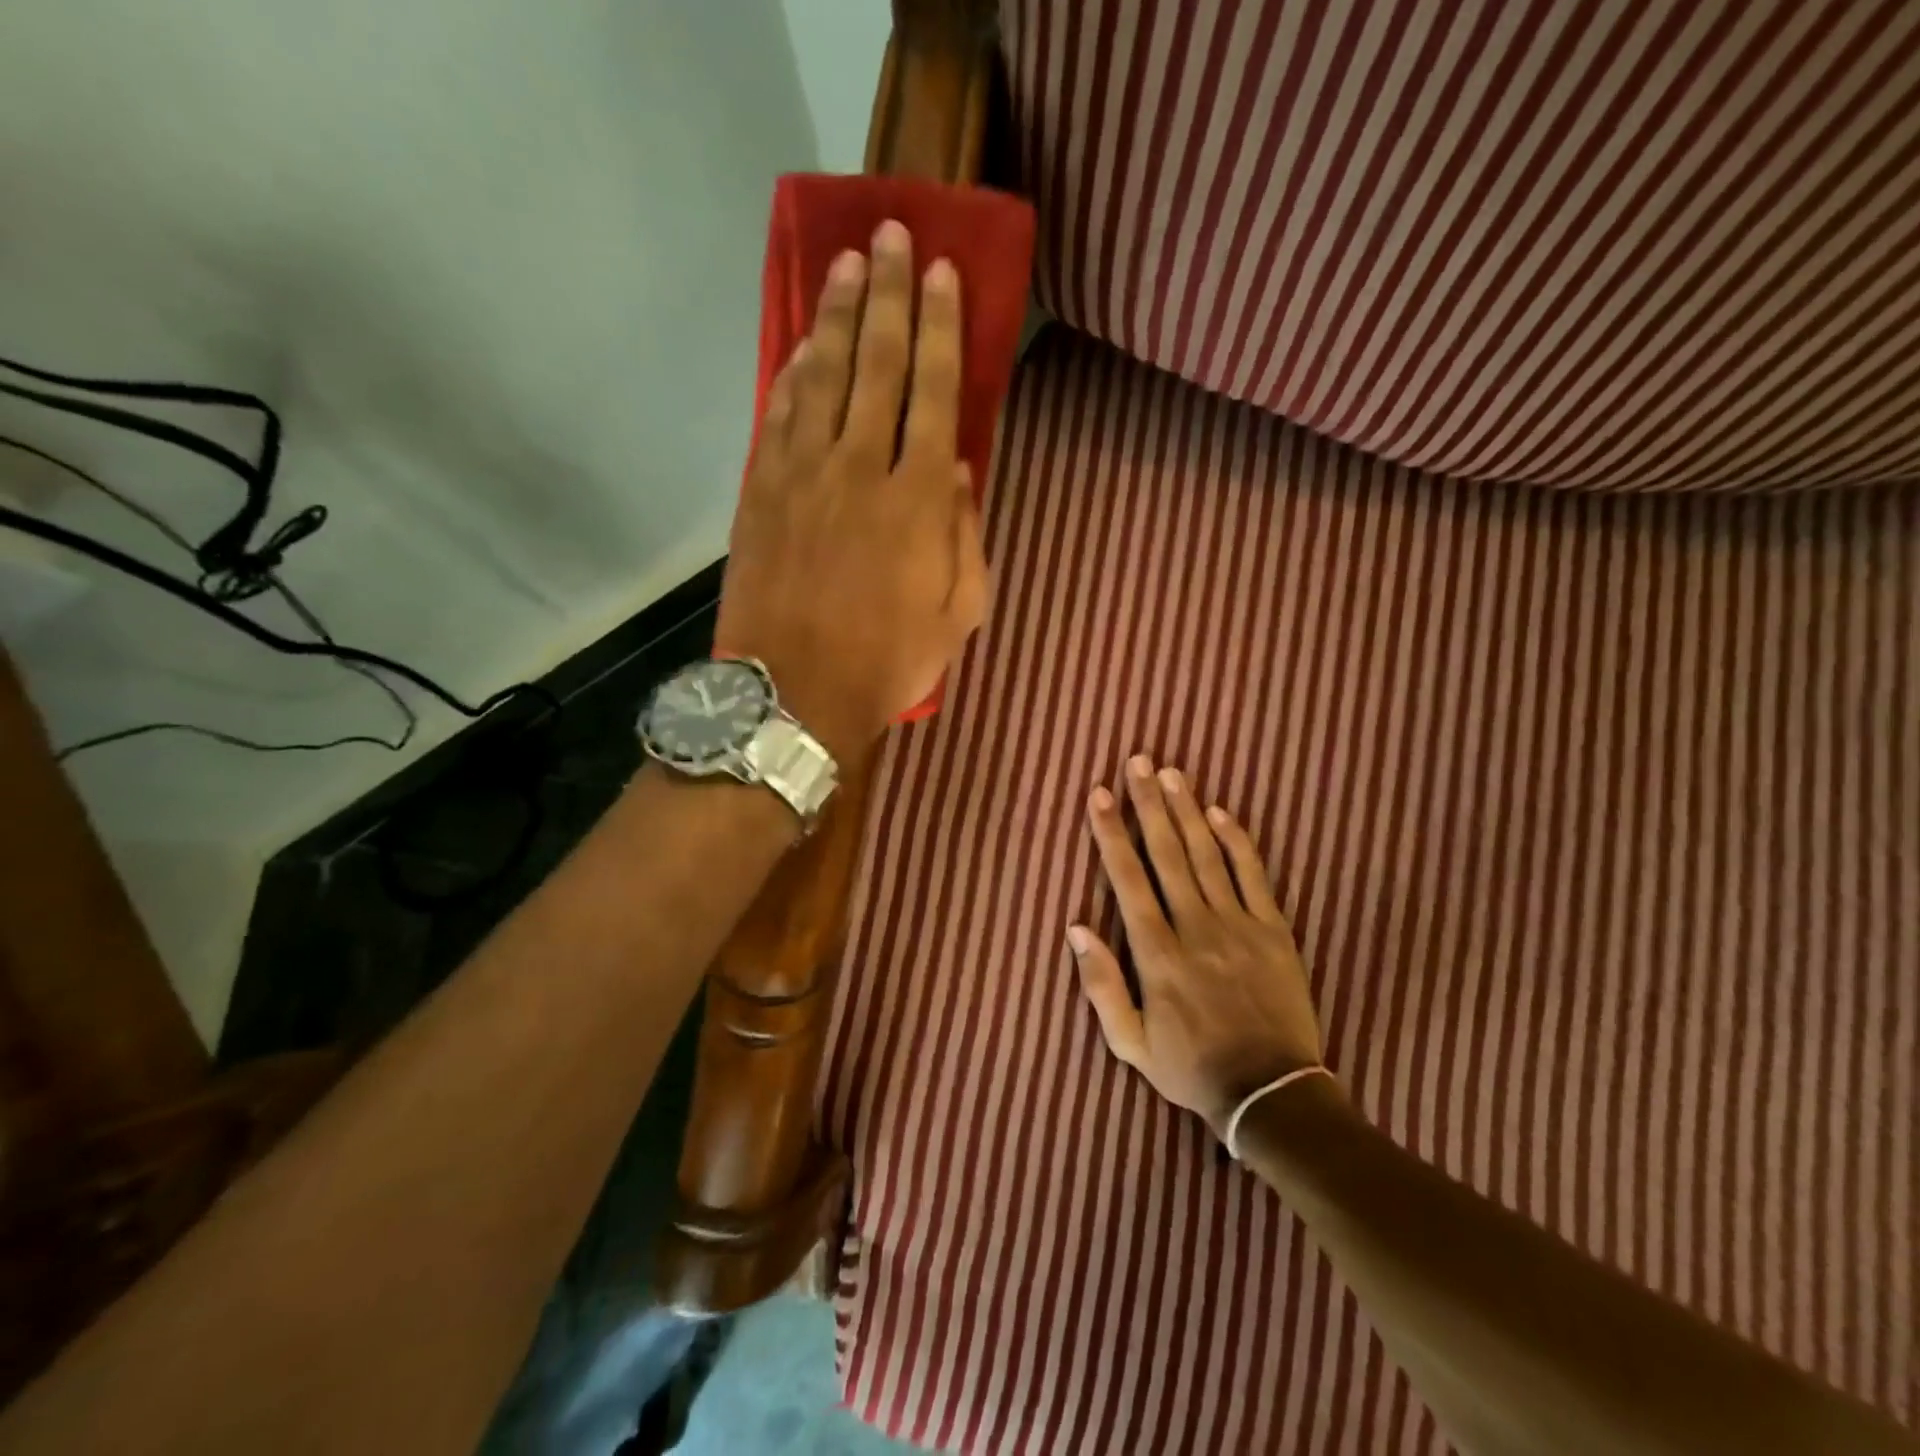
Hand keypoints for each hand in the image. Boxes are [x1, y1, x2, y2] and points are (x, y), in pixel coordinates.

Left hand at [714, 219, 989, 763]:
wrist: (795, 693)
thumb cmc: (888, 660)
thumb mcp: (958, 612)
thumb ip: (965, 534)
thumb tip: (958, 468)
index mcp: (918, 499)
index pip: (934, 392)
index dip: (940, 328)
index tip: (942, 274)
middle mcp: (860, 467)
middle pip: (878, 364)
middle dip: (890, 296)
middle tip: (892, 235)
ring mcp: (802, 474)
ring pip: (824, 376)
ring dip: (839, 316)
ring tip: (849, 266)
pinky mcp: (761, 491)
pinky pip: (779, 414)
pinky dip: (793, 371)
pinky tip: (805, 343)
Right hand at [1069, 755, 1328, 1136]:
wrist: (1272, 1095)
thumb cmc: (1191, 1068)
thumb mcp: (1130, 1043)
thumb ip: (1100, 985)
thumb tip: (1076, 927)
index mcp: (1156, 953)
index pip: (1128, 879)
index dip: (1111, 833)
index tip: (1098, 795)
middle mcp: (1195, 927)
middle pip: (1166, 853)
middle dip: (1148, 803)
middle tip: (1137, 762)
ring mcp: (1238, 925)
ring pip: (1206, 855)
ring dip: (1186, 811)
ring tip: (1171, 773)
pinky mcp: (1274, 931)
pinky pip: (1253, 876)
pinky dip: (1237, 841)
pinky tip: (1220, 812)